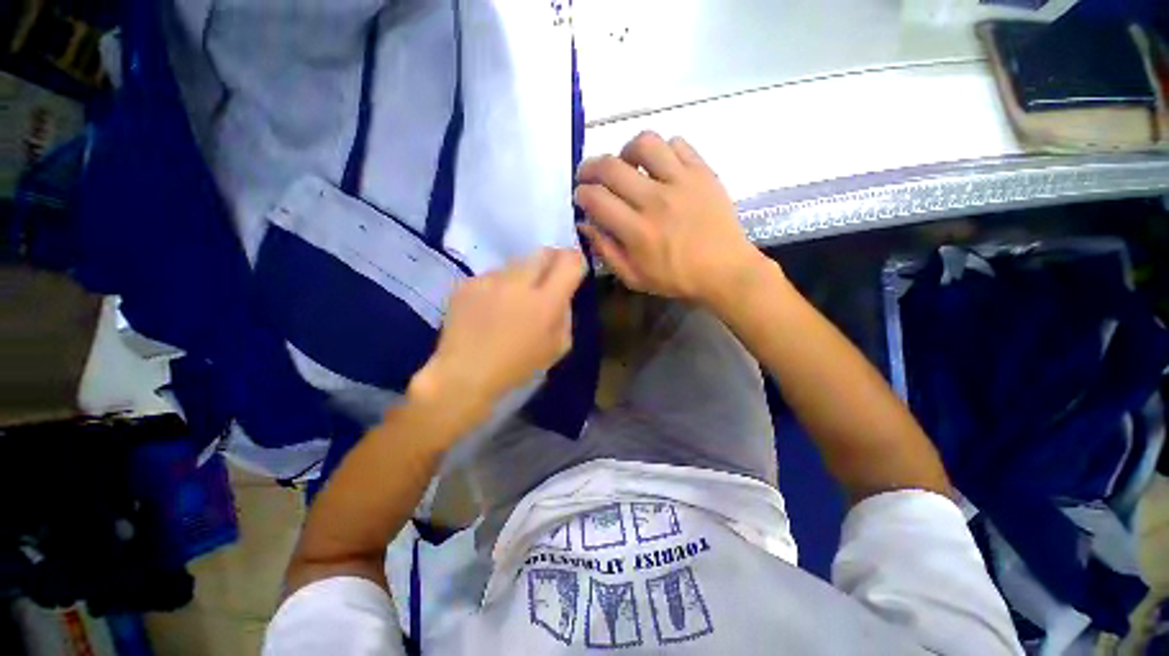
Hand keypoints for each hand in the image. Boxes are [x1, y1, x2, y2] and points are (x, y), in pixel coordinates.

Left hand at [408, 248, 585, 431]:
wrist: (465, 374)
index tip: (573, 269)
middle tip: (547, 280)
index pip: (570, 262)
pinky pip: (493, 276)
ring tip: (514, 299)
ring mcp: (491, 280)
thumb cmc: (518, 367)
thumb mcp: (557, 347)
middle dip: (551, 261)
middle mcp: (519, 283)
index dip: (576, 261)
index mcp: (546, 302)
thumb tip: (562, 295)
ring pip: (516, 263)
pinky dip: (498, 286)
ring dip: (523, 275)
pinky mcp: (468, 283)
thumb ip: (565, 315)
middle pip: (543, 252)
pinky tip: (490, 307)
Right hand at [576, 131, 771, 306]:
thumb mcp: (634, 277)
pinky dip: (662, 150)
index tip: (581, 197)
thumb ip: (606, 251)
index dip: (581, 194)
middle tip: (589, 176)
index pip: (596, 199)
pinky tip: (660, 167)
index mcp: (637, 231)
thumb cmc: (676, 279)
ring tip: (627, 165)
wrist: (725, 271)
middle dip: (590, 167)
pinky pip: (677, 143)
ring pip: (644, 143)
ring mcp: (681, 182)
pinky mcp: (703, 172)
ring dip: (626, 151)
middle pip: (611, 167)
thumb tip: (585, 224)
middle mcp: (655, 201)